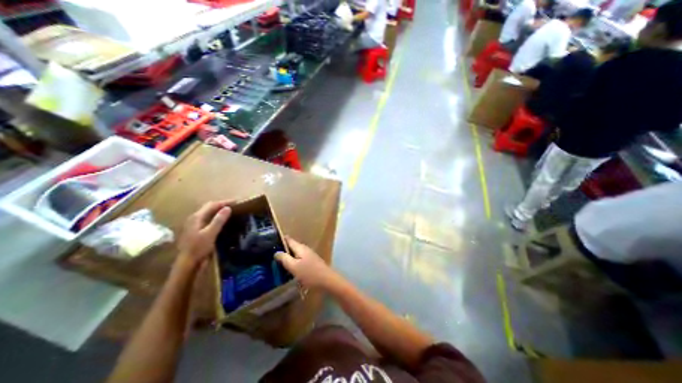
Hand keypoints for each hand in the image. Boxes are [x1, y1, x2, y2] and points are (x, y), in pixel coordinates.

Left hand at [177, 202, 232, 267]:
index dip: (225, 202)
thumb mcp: (210, 234)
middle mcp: (195, 219)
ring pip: (209, 214)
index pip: (212, 205)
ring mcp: (195, 225)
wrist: (188, 264)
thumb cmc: (198, 248)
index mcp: (197, 217)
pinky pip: (209, 220)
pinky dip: (217, 218)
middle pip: (209, 208)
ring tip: (231, 212)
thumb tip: (228, 208)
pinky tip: (224, 222)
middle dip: (222, 205)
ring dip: (220, 211)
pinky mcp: (198, 231)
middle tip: (235, 206)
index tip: (237, 202)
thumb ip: (218, 220)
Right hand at [275, 236, 343, 290]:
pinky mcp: (311, 262)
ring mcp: (309, 255)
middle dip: (282, 249)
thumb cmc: (309, 273)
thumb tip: (276, 252)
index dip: (280, 239)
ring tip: (277, 263)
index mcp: (300, 247)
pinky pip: (299, 259)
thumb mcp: (294, 266)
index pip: (288, 239)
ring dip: (288, 256)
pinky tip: (289, 269)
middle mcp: (305, 249)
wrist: (327, 280)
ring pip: (295, 253)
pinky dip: (293, 262)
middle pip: (292, 246)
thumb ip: (284, 258)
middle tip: (270, 255)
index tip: (270, 242)